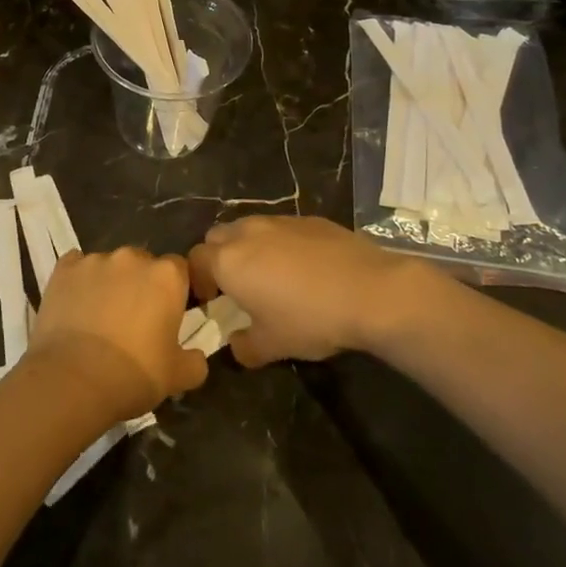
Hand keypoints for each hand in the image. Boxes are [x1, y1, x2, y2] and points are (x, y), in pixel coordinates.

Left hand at [28, 247, 208, 423]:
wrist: (73, 380)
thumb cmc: (133, 375)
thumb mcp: (178, 377)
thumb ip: (195, 361)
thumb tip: (197, 357)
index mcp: (166, 276)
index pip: (180, 269)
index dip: (175, 290)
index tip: (169, 314)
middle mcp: (132, 258)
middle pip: (143, 264)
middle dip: (141, 284)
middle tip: (134, 318)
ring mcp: (95, 260)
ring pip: (109, 265)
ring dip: (110, 283)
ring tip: (99, 316)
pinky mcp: (64, 269)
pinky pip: (76, 266)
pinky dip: (78, 281)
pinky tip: (75, 304)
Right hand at [188, 216, 413, 366]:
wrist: (370, 291)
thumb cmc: (310, 319)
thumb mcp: (272, 346)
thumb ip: (245, 347)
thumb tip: (236, 346)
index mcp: (229, 261)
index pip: (195, 259)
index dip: (198, 279)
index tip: (213, 300)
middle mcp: (248, 232)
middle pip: (218, 236)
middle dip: (220, 257)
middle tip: (237, 285)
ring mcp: (280, 221)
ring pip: (250, 227)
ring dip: (250, 247)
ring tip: (272, 275)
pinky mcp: (309, 219)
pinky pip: (282, 228)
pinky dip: (281, 243)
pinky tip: (305, 268)